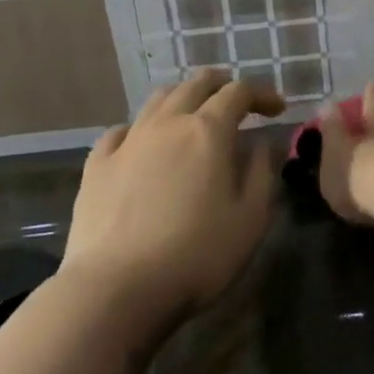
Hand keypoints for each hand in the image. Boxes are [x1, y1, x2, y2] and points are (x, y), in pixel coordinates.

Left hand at [62, 70, 286, 329]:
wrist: (116, 289)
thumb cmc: (196, 255)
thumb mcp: (250, 219)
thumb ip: (261, 173)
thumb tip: (261, 144)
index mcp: (208, 131)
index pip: (239, 92)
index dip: (262, 94)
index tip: (277, 110)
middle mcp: (167, 123)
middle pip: (196, 84)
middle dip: (221, 86)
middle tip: (237, 102)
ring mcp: (128, 142)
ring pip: (157, 99)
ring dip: (183, 98)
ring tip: (193, 115)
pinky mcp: (97, 166)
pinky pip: (121, 131)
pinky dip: (141, 128)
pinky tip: (143, 144)